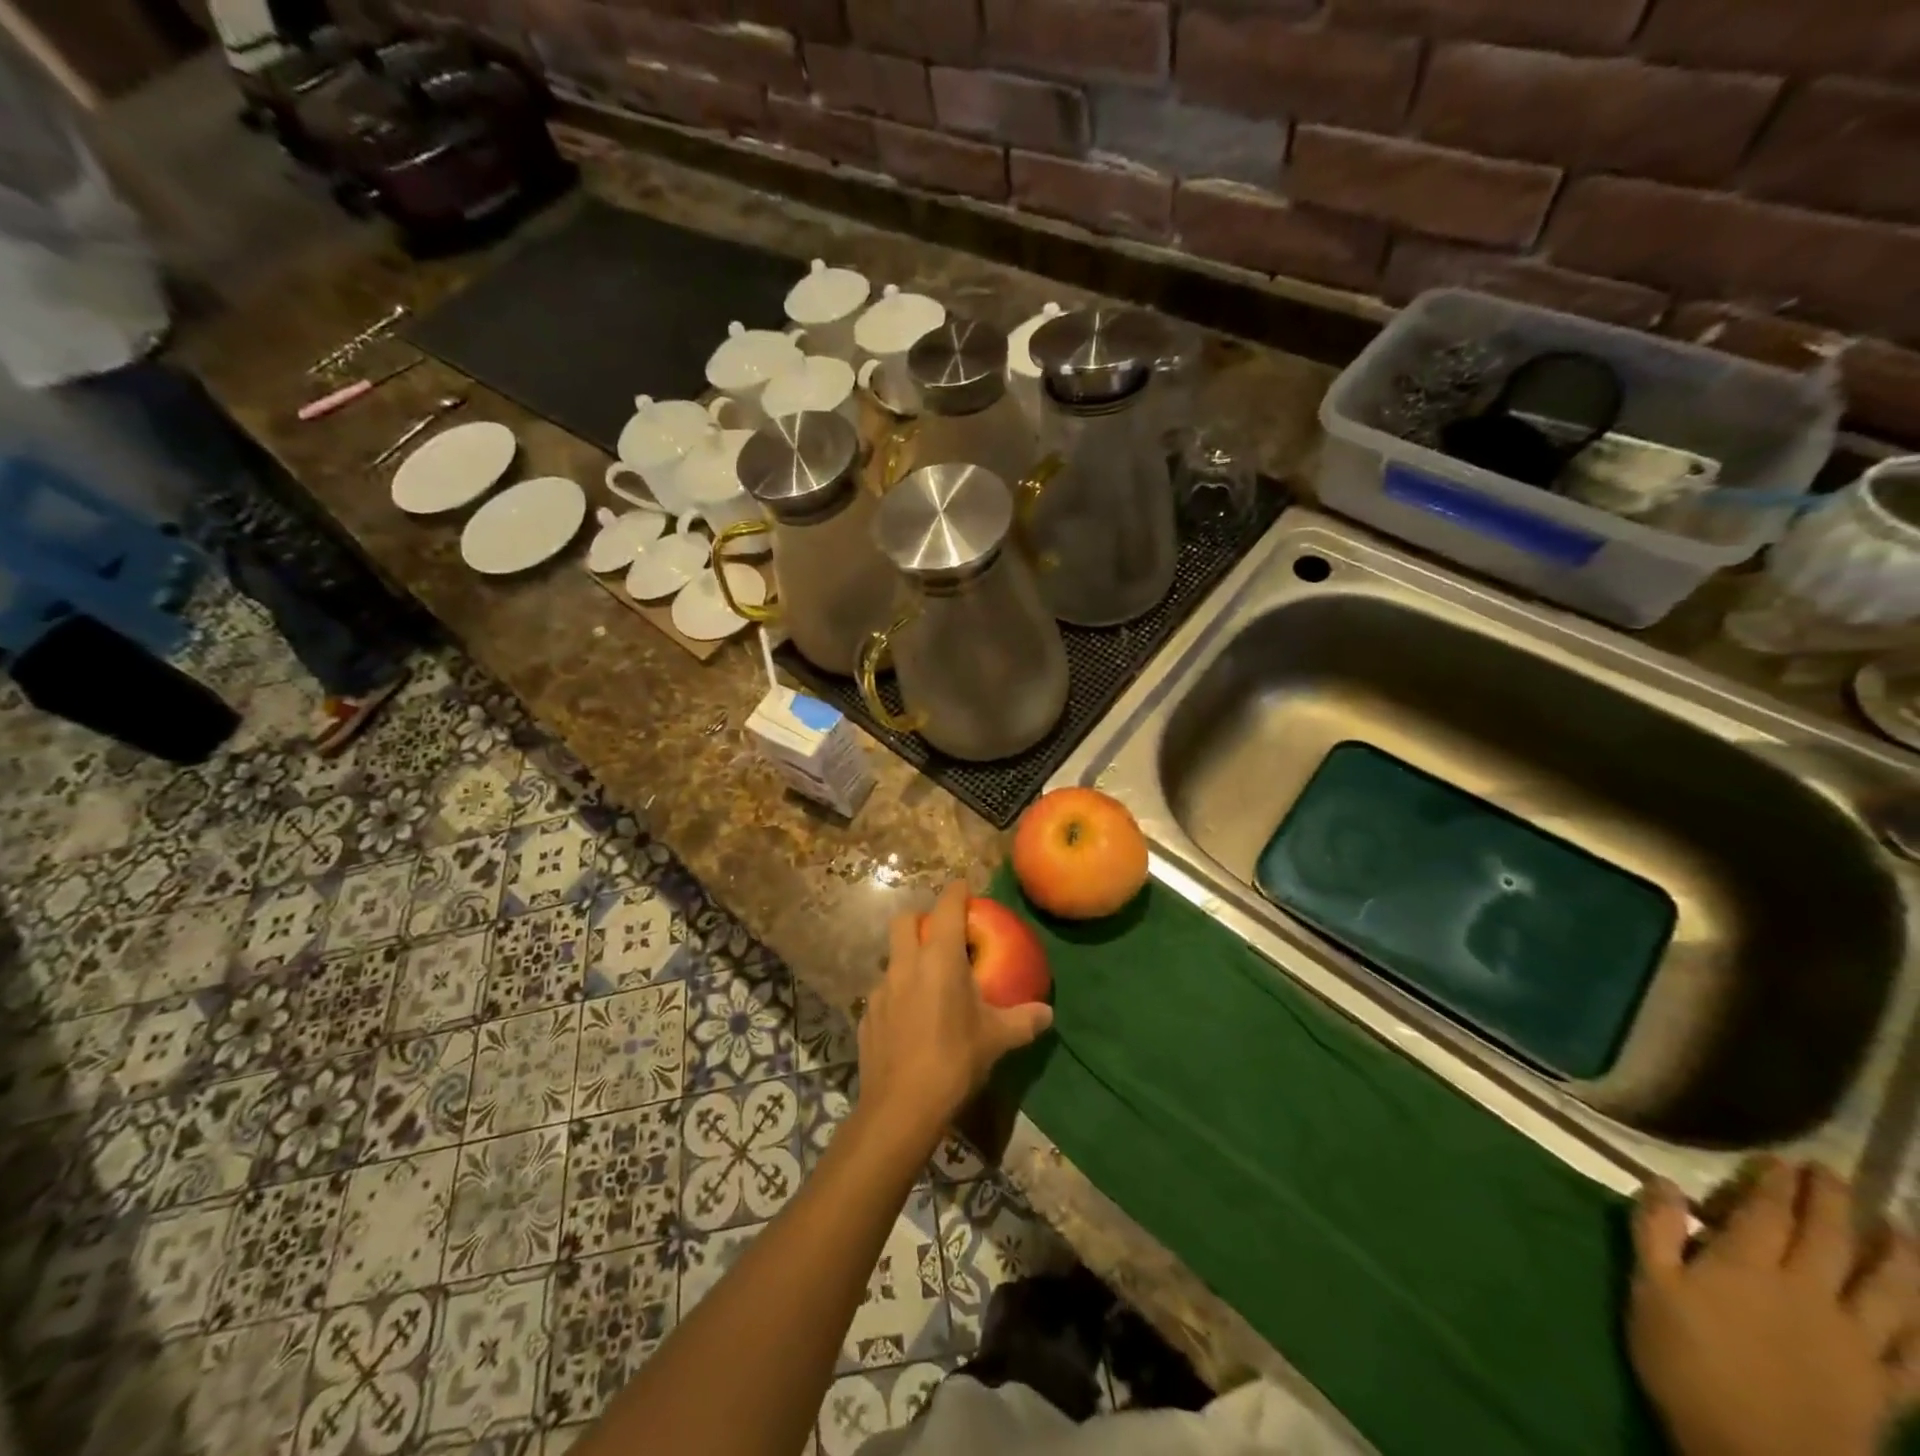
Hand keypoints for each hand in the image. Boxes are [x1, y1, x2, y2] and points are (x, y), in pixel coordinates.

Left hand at [858, 882, 1053, 1145]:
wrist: (901, 1106)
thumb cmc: (954, 1060)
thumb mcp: (997, 1039)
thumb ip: (1023, 1021)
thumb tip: (1047, 1013)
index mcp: (939, 958)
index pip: (947, 907)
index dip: (956, 892)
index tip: (965, 888)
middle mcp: (905, 964)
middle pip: (905, 921)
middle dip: (922, 918)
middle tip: (941, 933)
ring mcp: (880, 989)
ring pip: (891, 957)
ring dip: (907, 958)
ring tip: (927, 982)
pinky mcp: (866, 1015)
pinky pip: (883, 992)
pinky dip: (897, 993)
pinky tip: (909, 1020)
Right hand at [1630, 1160, 1919, 1455]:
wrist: (1756, 1455)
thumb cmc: (1687, 1361)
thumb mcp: (1650, 1290)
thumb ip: (1656, 1232)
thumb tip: (1663, 1182)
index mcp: (1748, 1267)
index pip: (1768, 1214)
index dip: (1776, 1184)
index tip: (1783, 1161)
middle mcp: (1808, 1294)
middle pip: (1828, 1241)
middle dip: (1833, 1204)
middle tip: (1835, 1175)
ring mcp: (1855, 1343)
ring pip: (1887, 1291)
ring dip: (1897, 1256)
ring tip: (1901, 1228)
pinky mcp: (1884, 1388)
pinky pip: (1916, 1355)